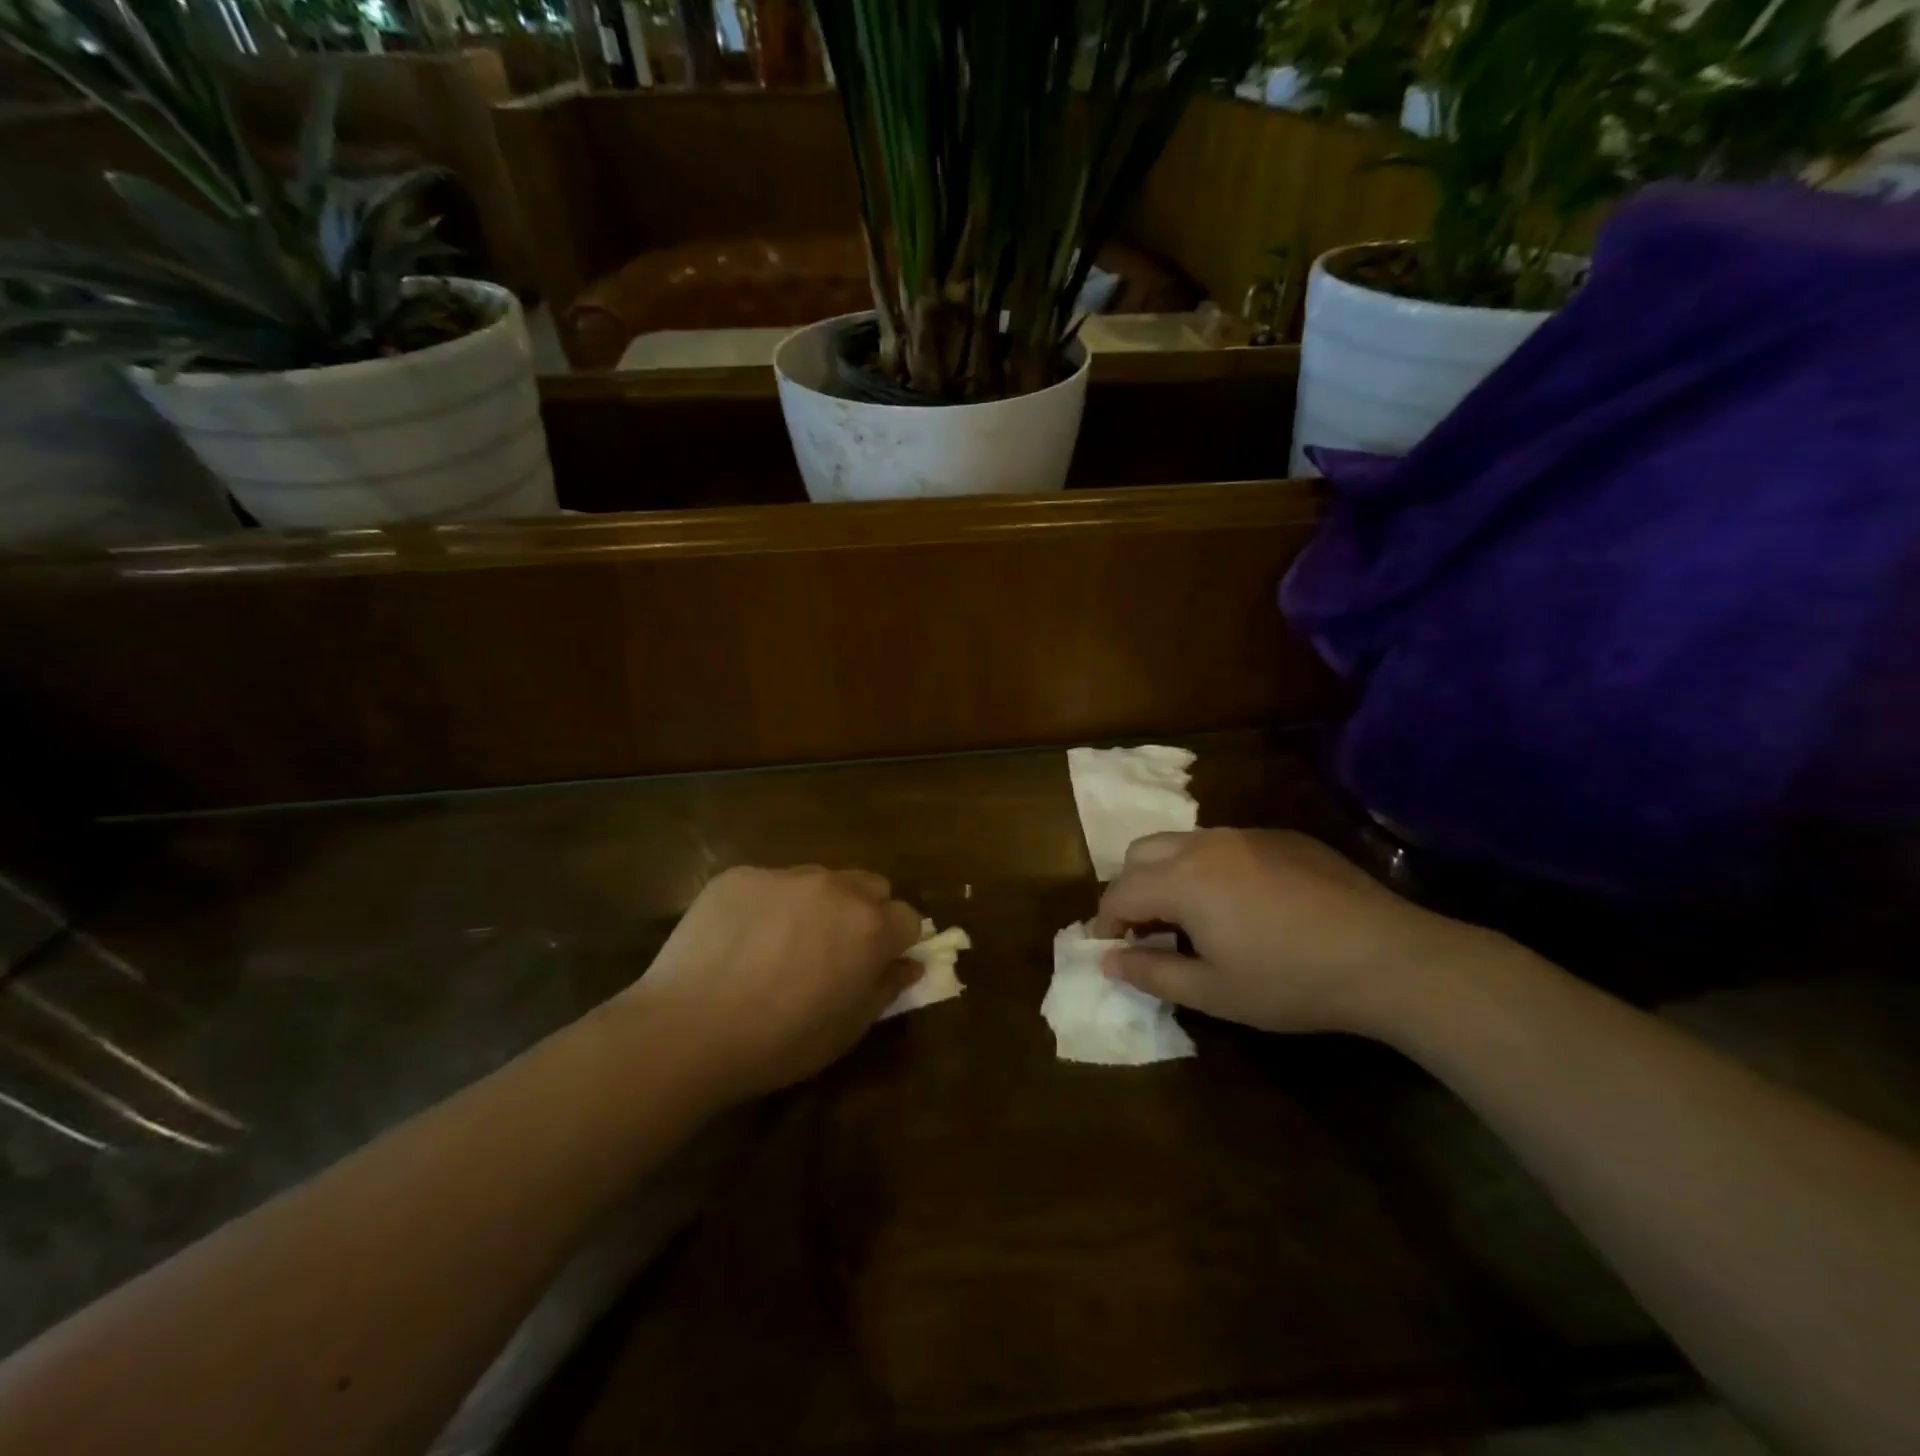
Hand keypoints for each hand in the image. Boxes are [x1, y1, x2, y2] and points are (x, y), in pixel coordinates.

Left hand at [623, 865, 924, 1100]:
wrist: (687, 1029)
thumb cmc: (779, 1042)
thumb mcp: (846, 1030)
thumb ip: (886, 989)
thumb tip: (909, 965)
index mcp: (870, 926)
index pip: (908, 918)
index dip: (897, 943)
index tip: (877, 964)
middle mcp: (835, 887)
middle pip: (871, 886)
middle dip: (865, 912)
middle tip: (834, 951)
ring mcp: (785, 875)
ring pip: (820, 879)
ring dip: (818, 904)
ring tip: (781, 944)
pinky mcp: (740, 875)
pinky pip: (770, 883)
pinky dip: (768, 904)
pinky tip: (740, 940)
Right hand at [1090, 829, 1487, 1035]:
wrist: (1386, 956)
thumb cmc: (1290, 981)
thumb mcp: (1213, 991)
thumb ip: (1151, 973)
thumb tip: (1107, 959)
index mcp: (1182, 880)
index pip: (1120, 891)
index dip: (1106, 921)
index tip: (1111, 948)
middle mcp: (1205, 844)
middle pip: (1141, 852)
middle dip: (1131, 887)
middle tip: (1147, 929)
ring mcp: (1246, 835)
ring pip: (1183, 842)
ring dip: (1169, 873)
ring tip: (1192, 916)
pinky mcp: (1281, 837)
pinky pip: (1226, 844)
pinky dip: (1211, 867)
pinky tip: (1244, 904)